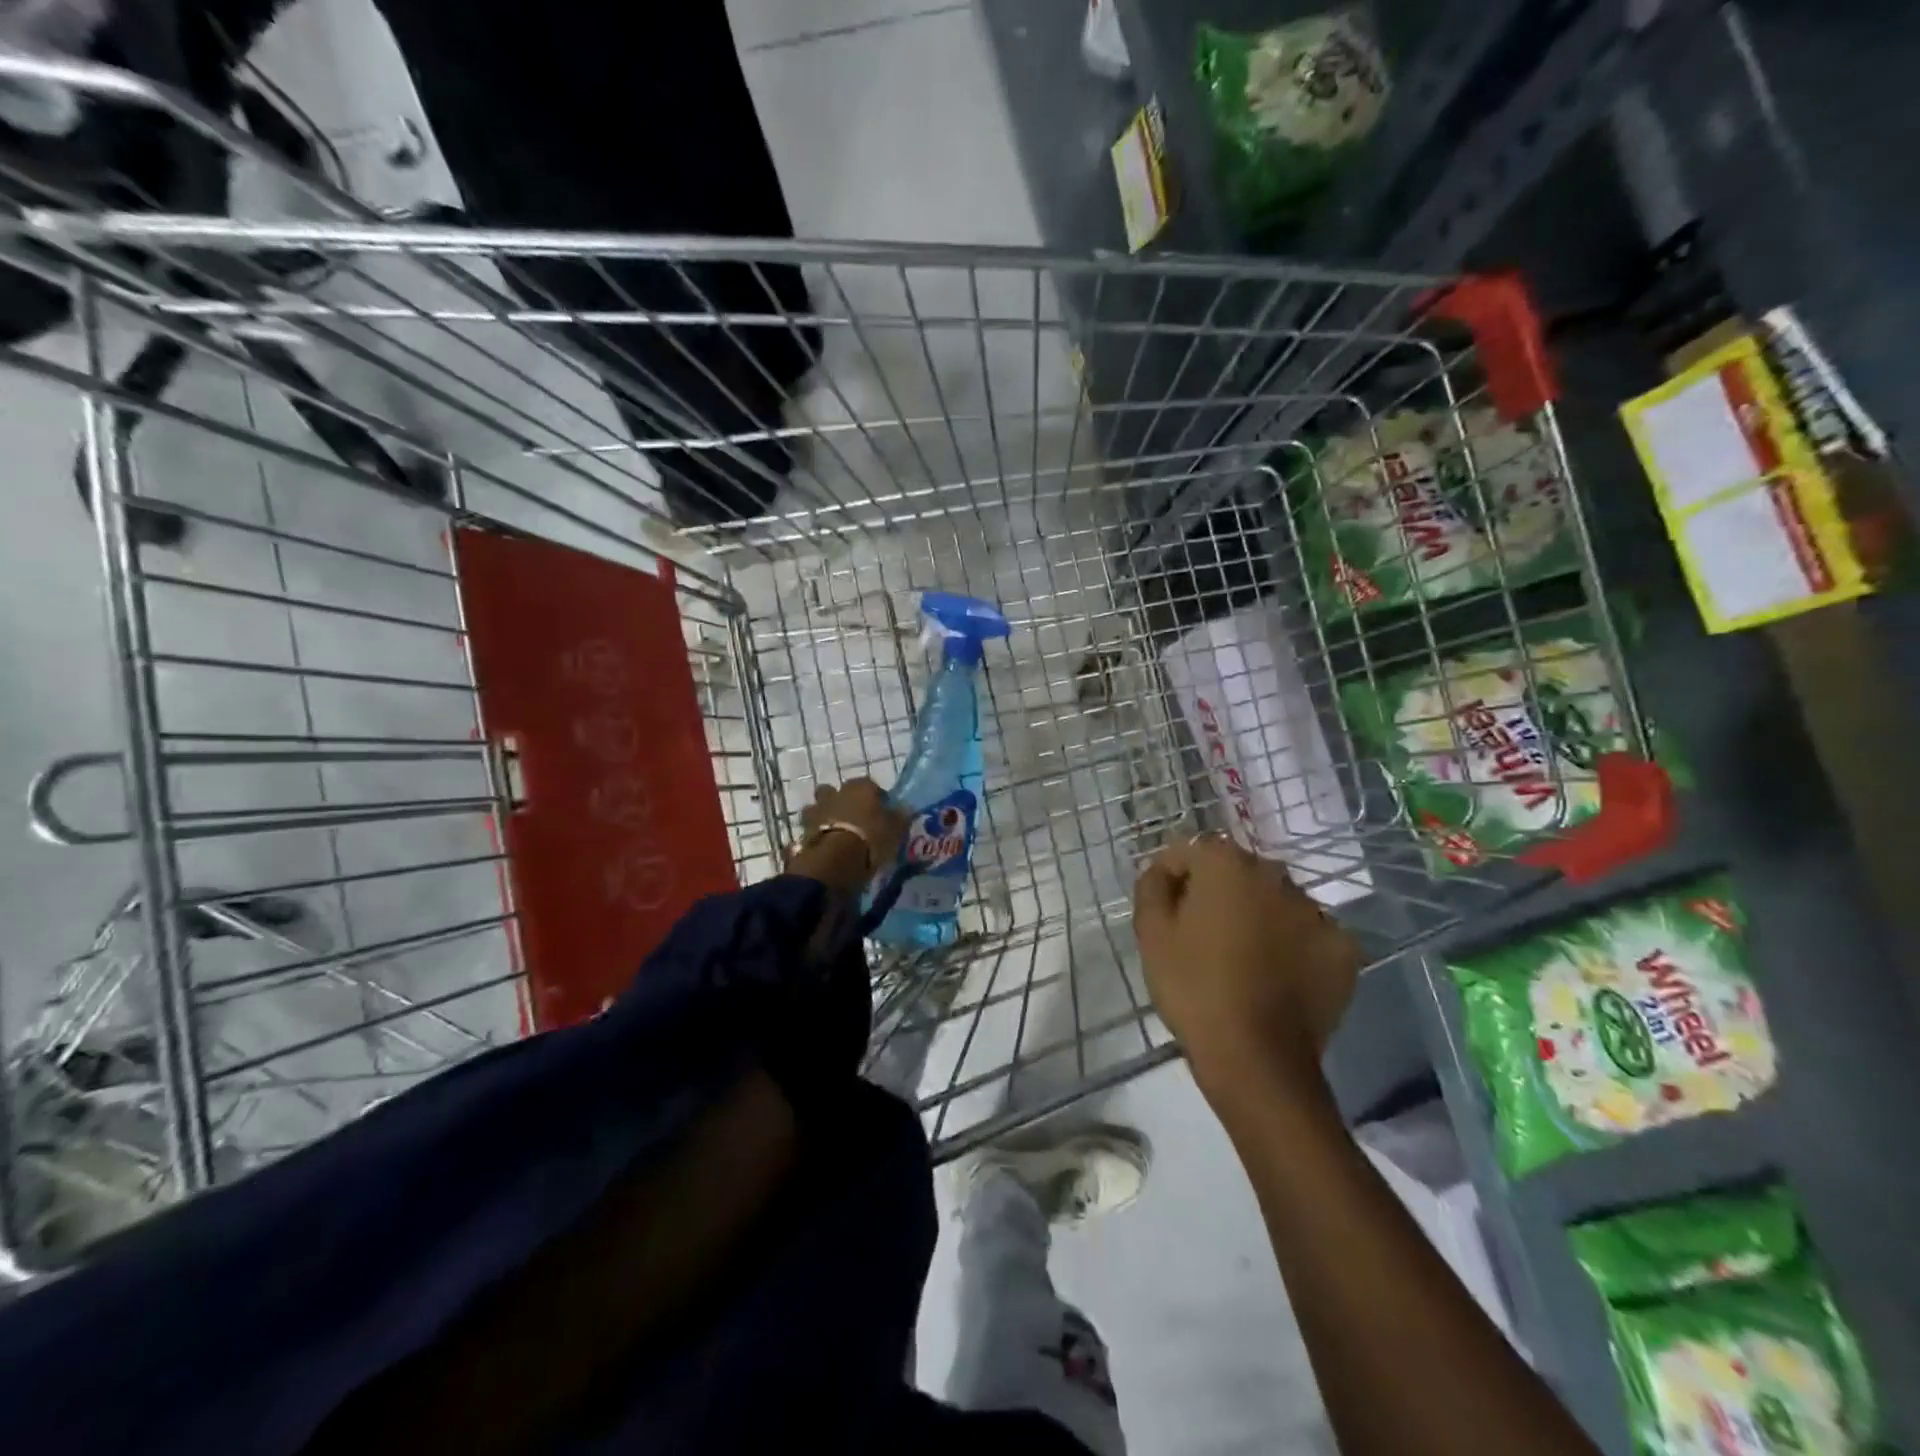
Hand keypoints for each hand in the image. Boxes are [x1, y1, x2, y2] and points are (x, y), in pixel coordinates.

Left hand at [788, 779, 911, 891]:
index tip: (881, 813)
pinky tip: (823, 846)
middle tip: (853, 820)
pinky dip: (815, 834)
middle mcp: (836, 792)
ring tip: (835, 834)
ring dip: (824, 816)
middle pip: (837, 792)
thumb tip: (905, 807)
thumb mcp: (896, 829)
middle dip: (842, 802)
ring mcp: (817, 810)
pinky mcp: (803, 829)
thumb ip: (900, 816)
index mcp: (860, 787)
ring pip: (818, 807)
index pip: (870, 784)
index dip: (875, 797)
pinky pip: (810, 828)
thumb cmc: (871, 838)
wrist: (836, 860)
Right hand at [1133, 835, 1361, 1099]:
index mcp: (1227, 864)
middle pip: (1236, 873)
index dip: (1170, 878)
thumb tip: (1162, 871)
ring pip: (1275, 901)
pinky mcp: (1343, 948)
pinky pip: (1308, 934)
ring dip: (1257, 916)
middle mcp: (1276, 875)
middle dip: (1217, 894)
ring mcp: (1317, 911)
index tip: (1164, 912)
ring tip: (1241, 959)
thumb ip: (1151, 886)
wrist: (1256, 1059)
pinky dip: (1292, 946)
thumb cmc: (1194, 988)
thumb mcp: (1151, 933)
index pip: (1189, 852)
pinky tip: (1277, 976)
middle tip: (1200, 937)